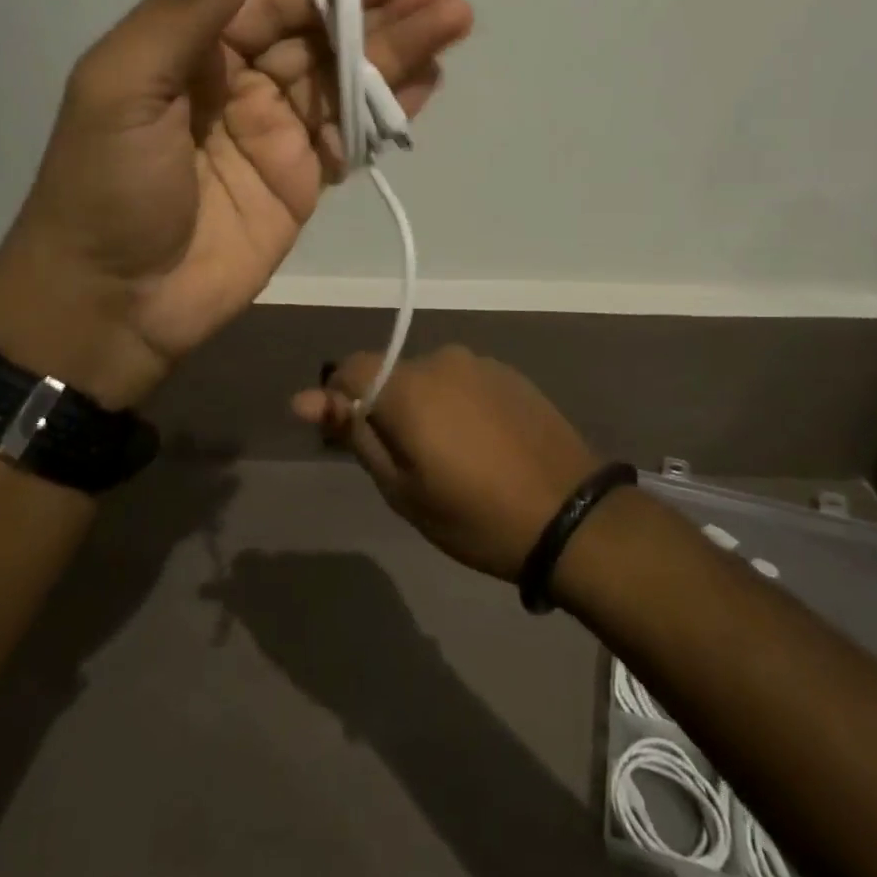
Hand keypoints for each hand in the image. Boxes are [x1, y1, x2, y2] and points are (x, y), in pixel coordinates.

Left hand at [0, 0, 473, 408]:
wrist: (112, 306)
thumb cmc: (109, 188)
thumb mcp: (129, 82)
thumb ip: (191, 0)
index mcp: (194, 51)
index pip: (273, 2)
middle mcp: (239, 85)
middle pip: (321, 38)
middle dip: (383, 13)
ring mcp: (274, 136)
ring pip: (346, 82)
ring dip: (400, 53)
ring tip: (456, 22)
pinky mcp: (301, 184)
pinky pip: (352, 138)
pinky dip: (390, 110)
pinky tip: (431, 82)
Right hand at [292, 346, 598, 580]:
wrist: (572, 516)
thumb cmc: (475, 515)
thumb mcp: (402, 488)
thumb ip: (354, 434)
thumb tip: (304, 398)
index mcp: (408, 386)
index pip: (349, 368)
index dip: (340, 401)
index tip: (350, 440)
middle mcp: (442, 360)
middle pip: (391, 374)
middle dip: (386, 409)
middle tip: (406, 463)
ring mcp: (480, 363)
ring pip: (429, 378)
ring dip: (424, 407)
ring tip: (450, 458)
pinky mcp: (510, 374)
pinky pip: (463, 382)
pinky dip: (457, 406)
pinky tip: (481, 445)